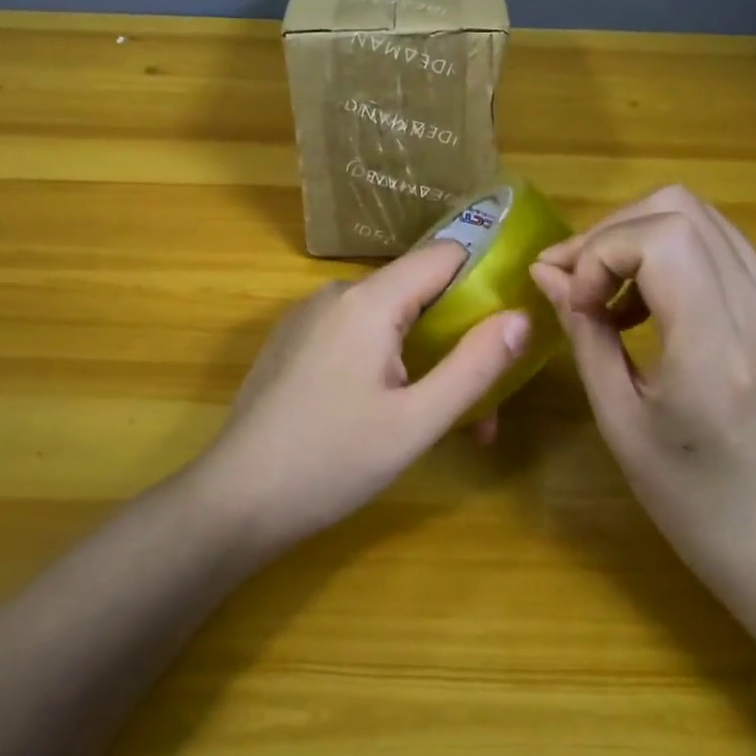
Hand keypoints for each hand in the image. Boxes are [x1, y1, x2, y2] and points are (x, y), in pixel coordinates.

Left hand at [193, 241, 530, 555]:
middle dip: (456, 340)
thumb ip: (474, 366)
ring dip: (422, 360)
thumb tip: (521, 316)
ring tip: (438, 423)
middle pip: (417, 293)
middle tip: (481, 406)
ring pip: (386, 320)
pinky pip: (354, 336)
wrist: (234, 499)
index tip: (512, 320)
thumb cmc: (332, 461)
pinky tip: (386, 413)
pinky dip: (384, 362)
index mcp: (368, 301)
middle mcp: (336, 294)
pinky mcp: (292, 343)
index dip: (485, 279)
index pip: (444, 255)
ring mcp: (308, 317)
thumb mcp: (417, 421)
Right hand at [528, 186, 755, 594]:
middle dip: (613, 231)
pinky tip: (649, 306)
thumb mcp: (619, 421)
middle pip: (682, 209)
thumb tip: (546, 274)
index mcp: (720, 347)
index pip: (660, 237)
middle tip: (577, 278)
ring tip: (607, 292)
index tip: (576, 300)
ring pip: (704, 219)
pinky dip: (673, 257)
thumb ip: (584, 333)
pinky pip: (724, 250)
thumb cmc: (692, 502)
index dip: (600, 251)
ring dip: (641, 238)